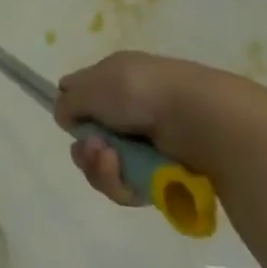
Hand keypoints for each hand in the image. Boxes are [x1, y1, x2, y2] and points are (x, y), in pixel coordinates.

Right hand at [53, 52, 249, 205]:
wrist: (201, 122)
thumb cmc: (143, 92)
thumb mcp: (94, 84)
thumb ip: (70, 100)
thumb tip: (65, 115)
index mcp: (117, 79)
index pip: (83, 96)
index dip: (73, 110)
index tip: (71, 121)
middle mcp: (129, 111)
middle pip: (90, 139)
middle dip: (85, 148)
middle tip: (94, 149)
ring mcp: (145, 146)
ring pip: (105, 167)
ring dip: (99, 168)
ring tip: (111, 161)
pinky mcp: (159, 178)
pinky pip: (126, 188)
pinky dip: (120, 183)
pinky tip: (125, 175)